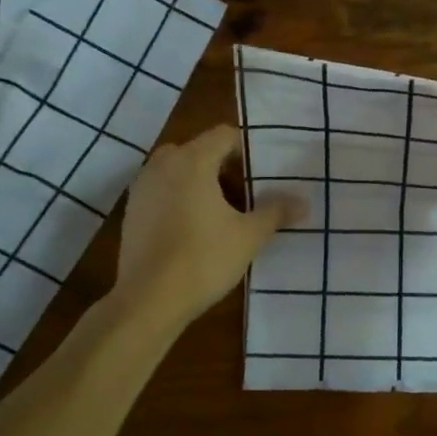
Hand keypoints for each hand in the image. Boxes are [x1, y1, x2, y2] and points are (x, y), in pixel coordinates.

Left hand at [114, 125, 305, 327]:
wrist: (149, 300)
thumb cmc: (203, 259)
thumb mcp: (249, 236)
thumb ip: (276, 212)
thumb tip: (304, 201)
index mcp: (192, 161)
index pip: (224, 135)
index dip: (247, 150)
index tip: (263, 175)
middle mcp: (162, 165)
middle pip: (199, 151)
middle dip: (223, 167)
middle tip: (246, 195)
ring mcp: (142, 187)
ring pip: (178, 171)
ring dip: (201, 183)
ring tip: (223, 214)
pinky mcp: (132, 211)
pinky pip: (162, 191)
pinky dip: (180, 199)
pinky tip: (195, 230)